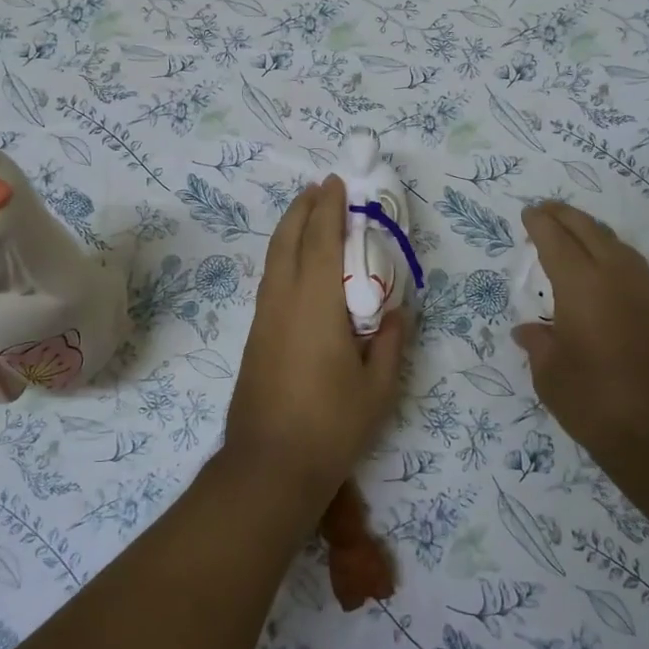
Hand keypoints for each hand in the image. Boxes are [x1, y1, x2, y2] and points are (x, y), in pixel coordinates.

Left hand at [222, 176, 407, 506]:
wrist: (268, 465)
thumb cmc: (330, 426)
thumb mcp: (378, 388)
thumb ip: (390, 343)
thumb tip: (394, 312)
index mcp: (315, 304)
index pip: (319, 240)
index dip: (328, 207)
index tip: (336, 182)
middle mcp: (282, 301)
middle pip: (286, 240)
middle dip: (301, 209)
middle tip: (319, 189)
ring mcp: (263, 318)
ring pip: (272, 259)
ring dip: (289, 231)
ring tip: (307, 216)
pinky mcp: (255, 336)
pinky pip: (270, 280)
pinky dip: (283, 257)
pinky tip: (297, 266)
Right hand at [513, 202, 648, 468]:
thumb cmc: (596, 402)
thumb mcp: (551, 376)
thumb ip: (539, 346)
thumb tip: (529, 331)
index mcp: (581, 287)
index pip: (557, 242)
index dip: (541, 225)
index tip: (529, 213)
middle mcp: (615, 279)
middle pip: (590, 233)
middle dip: (567, 217)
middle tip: (547, 209)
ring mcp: (643, 294)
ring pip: (617, 245)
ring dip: (592, 231)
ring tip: (573, 230)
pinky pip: (631, 265)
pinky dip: (611, 252)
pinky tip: (603, 265)